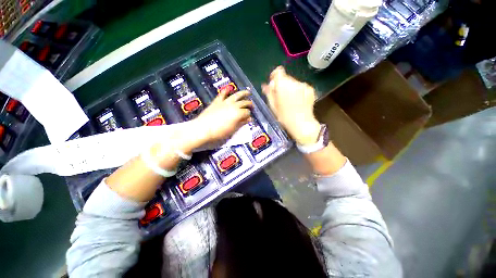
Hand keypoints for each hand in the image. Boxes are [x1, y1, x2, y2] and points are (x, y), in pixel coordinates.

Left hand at [192, 90, 252, 144]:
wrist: (203, 128)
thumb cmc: (220, 132)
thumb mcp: (233, 129)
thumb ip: (241, 123)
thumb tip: (249, 119)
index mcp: (238, 113)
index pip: (247, 112)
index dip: (249, 115)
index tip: (249, 118)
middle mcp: (233, 106)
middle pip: (244, 103)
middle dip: (249, 104)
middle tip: (252, 105)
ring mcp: (225, 102)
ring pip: (236, 96)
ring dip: (243, 93)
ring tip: (248, 92)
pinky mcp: (217, 101)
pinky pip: (222, 95)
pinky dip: (225, 91)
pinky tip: (228, 88)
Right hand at [262, 66, 320, 144]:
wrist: (302, 124)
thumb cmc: (284, 117)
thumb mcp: (273, 106)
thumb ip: (269, 93)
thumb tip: (266, 85)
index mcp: (283, 85)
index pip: (278, 72)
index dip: (275, 76)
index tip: (274, 84)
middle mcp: (294, 82)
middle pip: (286, 78)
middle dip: (282, 85)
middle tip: (281, 97)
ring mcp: (304, 85)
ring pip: (294, 82)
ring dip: (290, 88)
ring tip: (290, 101)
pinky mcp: (310, 89)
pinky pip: (301, 87)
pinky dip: (298, 91)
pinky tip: (298, 102)